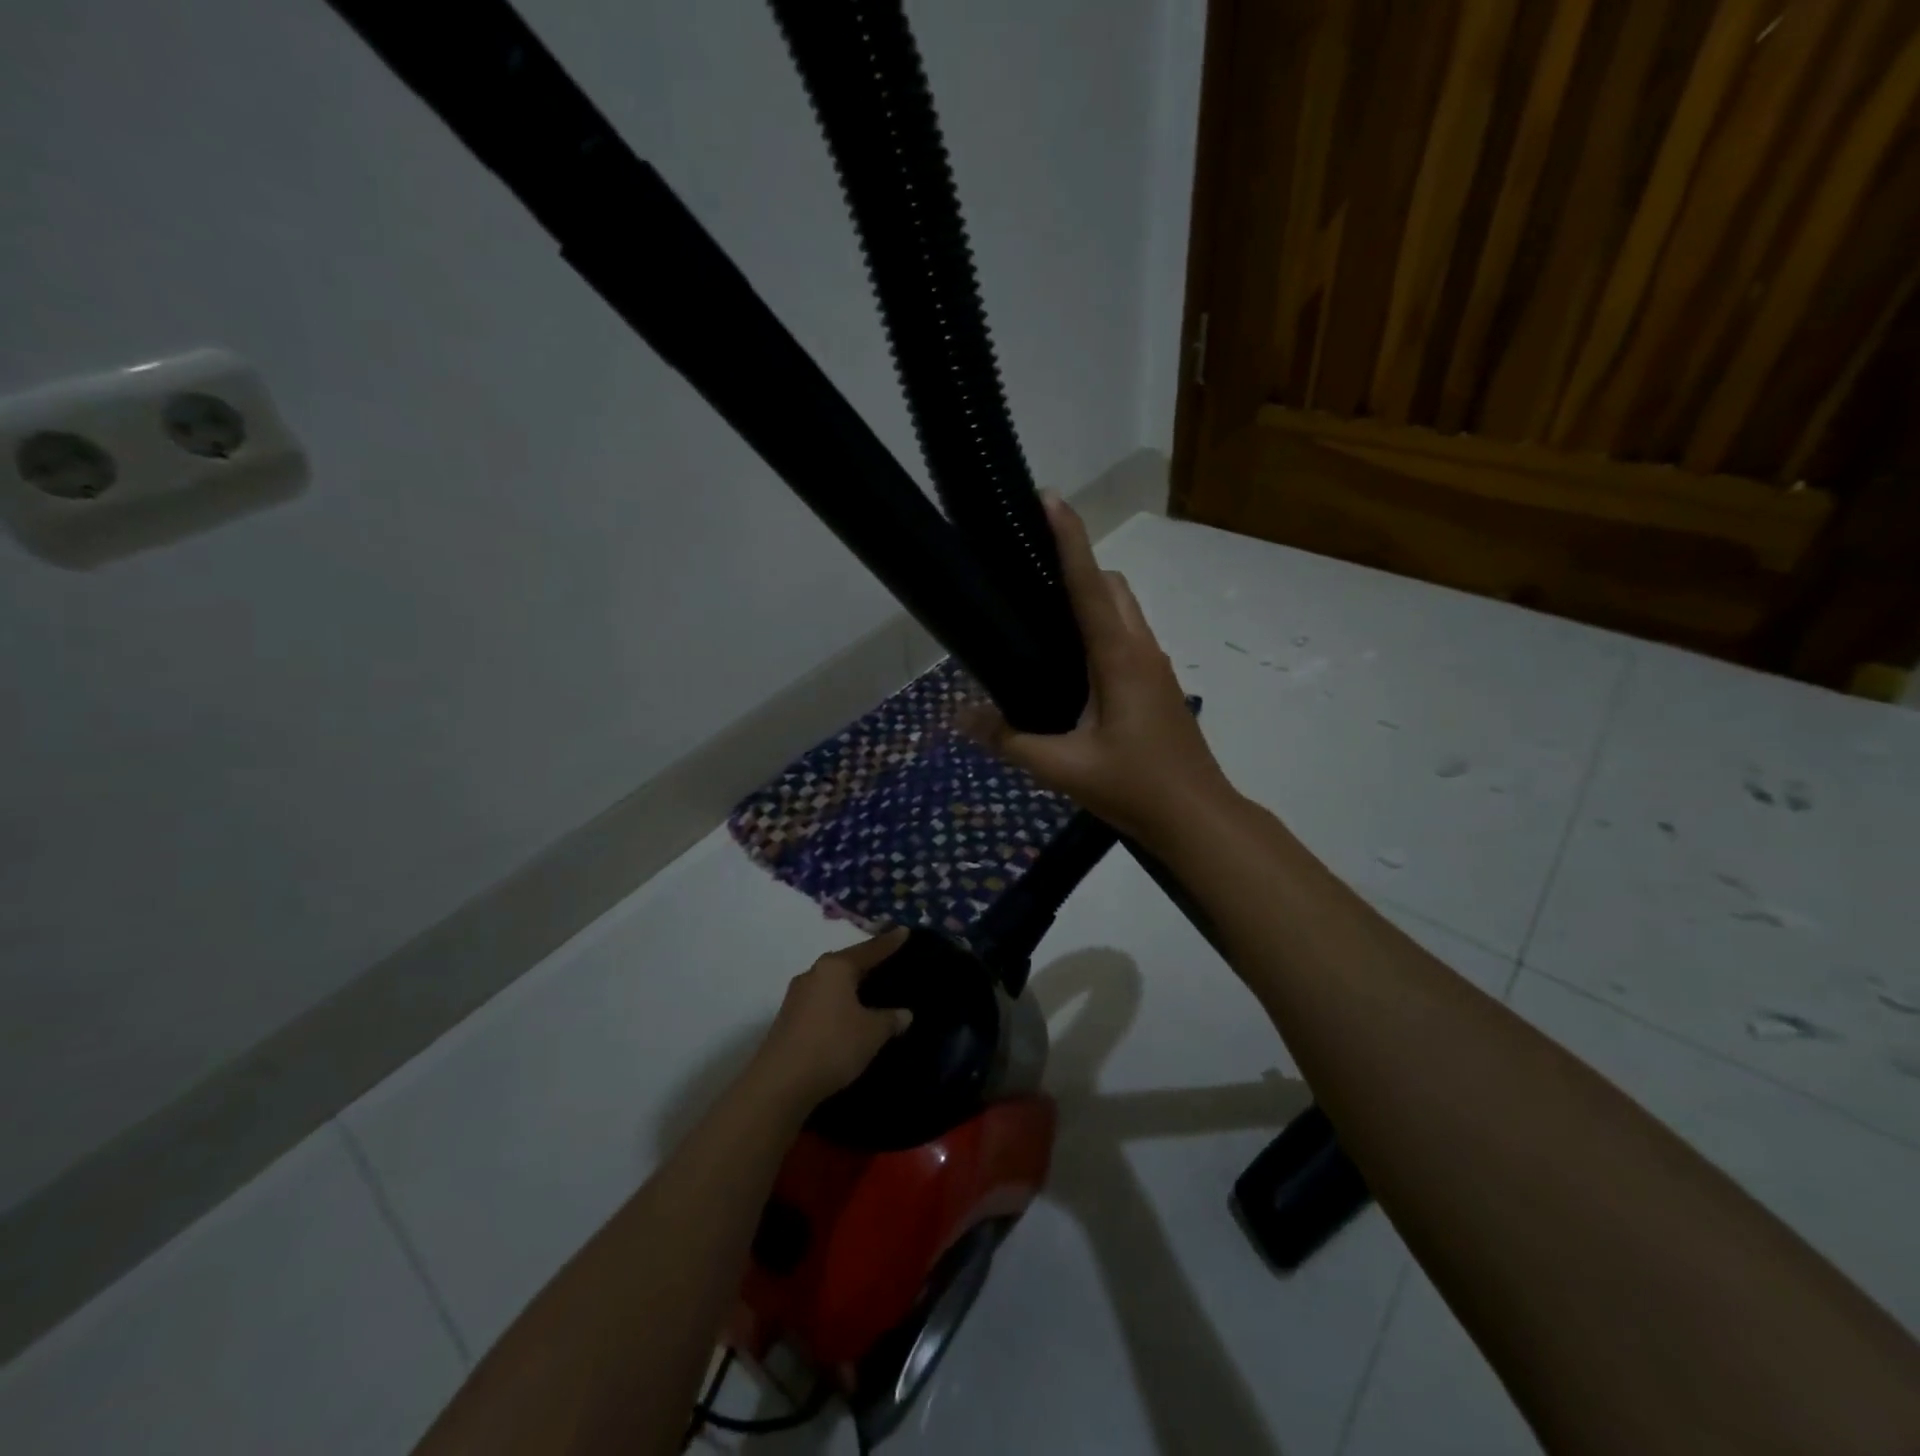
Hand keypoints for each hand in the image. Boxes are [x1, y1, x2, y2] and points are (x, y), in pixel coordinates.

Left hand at [751, 929, 913, 1107]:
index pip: (869, 950)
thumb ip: (890, 1019)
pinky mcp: (788, 1019)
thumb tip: (904, 1013)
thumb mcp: (872, 1033)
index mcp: (835, 967)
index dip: (889, 942)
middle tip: (887, 961)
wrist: (779, 1084)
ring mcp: (796, 996)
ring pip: (831, 983)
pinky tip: (845, 1015)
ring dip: (848, 986)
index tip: (904, 930)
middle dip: (866, 963)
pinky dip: (836, 1004)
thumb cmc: (833, 1046)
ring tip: (868, 990)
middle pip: (846, 963)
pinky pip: (820, 1001)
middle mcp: (813, 973)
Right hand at [959, 494, 1235, 845]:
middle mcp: (1141, 649)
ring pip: (1124, 608)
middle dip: (1077, 563)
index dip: (1068, 538)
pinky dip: (1102, 625)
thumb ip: (1008, 740)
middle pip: (1112, 585)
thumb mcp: (1063, 768)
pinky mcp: (1158, 684)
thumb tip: (959, 719)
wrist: (1197, 817)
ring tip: (1044, 614)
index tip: (1048, 498)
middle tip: (1030, 571)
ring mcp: (1155, 666)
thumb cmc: (1135, 787)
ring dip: (1092, 595)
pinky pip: (1128, 635)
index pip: (1089, 584)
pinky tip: (1073, 662)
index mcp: (1118, 657)